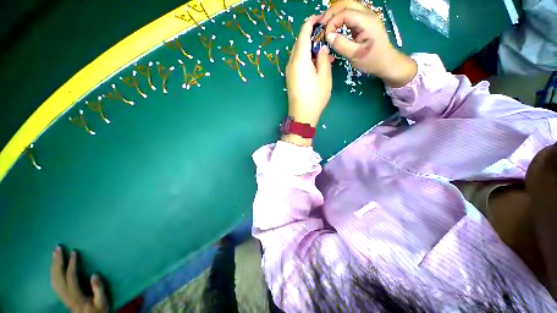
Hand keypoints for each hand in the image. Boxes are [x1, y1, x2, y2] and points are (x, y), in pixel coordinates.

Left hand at [50, 246, 107, 312]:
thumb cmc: (98, 311)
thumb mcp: (102, 302)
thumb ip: (98, 289)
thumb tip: (94, 274)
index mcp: (75, 296)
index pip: (71, 278)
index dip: (72, 264)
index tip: (74, 252)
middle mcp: (66, 295)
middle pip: (58, 277)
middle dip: (57, 262)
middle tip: (58, 248)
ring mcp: (62, 296)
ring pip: (53, 279)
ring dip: (53, 265)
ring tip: (55, 254)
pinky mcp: (62, 296)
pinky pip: (54, 282)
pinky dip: (52, 272)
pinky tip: (54, 267)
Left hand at [286, 15, 332, 128]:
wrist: (302, 116)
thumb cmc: (315, 97)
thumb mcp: (324, 77)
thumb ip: (322, 58)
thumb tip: (320, 48)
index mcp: (299, 59)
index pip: (303, 33)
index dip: (311, 23)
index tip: (320, 17)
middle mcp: (291, 63)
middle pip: (299, 42)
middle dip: (311, 36)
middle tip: (324, 36)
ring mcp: (289, 71)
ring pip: (298, 53)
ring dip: (309, 48)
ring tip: (323, 51)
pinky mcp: (290, 78)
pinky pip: (297, 62)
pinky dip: (306, 58)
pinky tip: (316, 62)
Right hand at [320, 1, 416, 86]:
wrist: (385, 62)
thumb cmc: (371, 60)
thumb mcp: (355, 55)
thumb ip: (341, 44)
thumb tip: (328, 35)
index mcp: (366, 21)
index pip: (345, 13)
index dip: (332, 22)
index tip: (325, 35)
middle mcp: (367, 14)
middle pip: (346, 3)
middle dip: (331, 13)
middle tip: (321, 26)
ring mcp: (366, 17)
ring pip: (347, 7)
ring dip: (335, 14)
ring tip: (326, 26)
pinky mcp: (364, 22)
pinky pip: (349, 14)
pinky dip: (340, 18)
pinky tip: (334, 28)